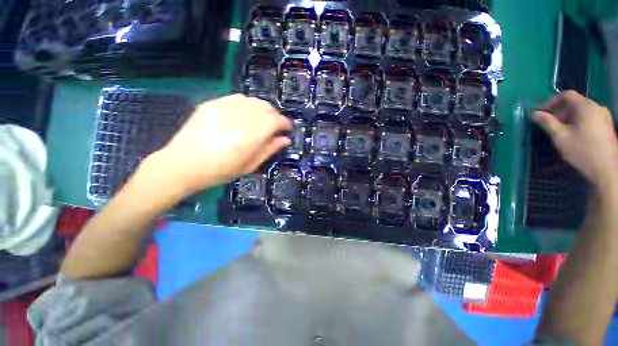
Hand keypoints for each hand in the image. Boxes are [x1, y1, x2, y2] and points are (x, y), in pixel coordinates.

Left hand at [141, 94, 291, 195]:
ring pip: (254, 100)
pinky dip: (247, 104)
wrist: (182, 164)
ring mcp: (225, 107)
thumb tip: (285, 139)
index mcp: (252, 135)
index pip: (276, 121)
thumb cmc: (220, 171)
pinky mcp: (213, 103)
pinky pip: (238, 98)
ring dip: (262, 109)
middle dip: (275, 116)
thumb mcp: (250, 165)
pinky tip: (244, 115)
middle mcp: (241, 116)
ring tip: (261, 120)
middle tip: (275, 127)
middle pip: (266, 107)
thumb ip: (269, 149)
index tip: (288, 129)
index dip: (285, 123)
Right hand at [533, 91, 617, 187]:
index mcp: (585, 106)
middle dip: (561, 112)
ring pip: (583, 111)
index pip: (566, 95)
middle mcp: (596, 107)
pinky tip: (576, 136)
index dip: (551, 102)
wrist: (607, 169)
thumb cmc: (582, 151)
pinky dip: (580, 123)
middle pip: (575, 103)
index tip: (542, 113)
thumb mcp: (560, 137)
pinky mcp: (607, 125)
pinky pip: (590, 118)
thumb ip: (547, 123)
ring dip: (570, 118)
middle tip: (551, 126)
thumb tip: (534, 113)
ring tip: (563, 132)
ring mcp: (604, 116)